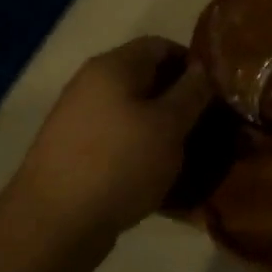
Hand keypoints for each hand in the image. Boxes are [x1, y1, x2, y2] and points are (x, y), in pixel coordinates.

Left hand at [0, 36, 212, 271]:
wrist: (52, 225)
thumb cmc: (119, 163)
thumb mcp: (169, 125)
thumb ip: (193, 92)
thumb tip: (206, 69)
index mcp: (113, 67)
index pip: (162, 45)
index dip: (194, 63)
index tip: (218, 91)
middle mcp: (92, 85)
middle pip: (148, 79)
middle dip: (182, 100)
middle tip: (212, 125)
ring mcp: (81, 120)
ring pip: (136, 114)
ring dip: (165, 129)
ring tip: (192, 154)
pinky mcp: (77, 154)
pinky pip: (121, 141)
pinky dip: (144, 152)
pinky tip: (162, 176)